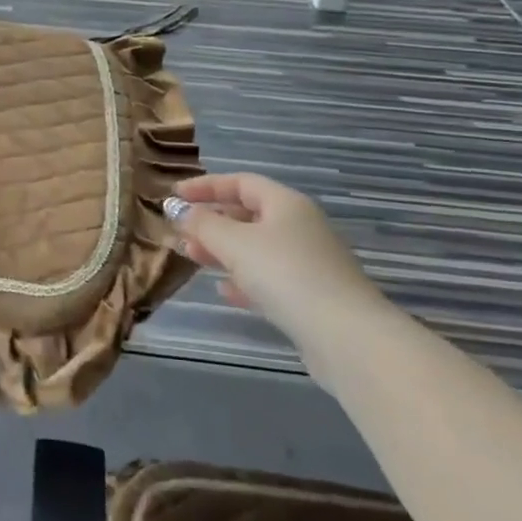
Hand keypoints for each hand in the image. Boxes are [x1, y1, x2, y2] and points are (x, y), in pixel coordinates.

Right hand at [167, 173, 386, 341]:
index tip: (175, 196)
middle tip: (181, 233)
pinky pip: (269, 279)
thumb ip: (203, 224)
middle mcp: (300, 227)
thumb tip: (179, 210)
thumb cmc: (286, 275)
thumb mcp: (234, 243)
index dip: (206, 186)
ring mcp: (309, 263)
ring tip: (192, 258)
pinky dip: (244, 279)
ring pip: (256, 248)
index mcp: (286, 204)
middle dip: (211, 222)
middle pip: (248, 215)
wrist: (347, 338)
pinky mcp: (311, 297)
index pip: (241, 182)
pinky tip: (225, 291)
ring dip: (222, 251)